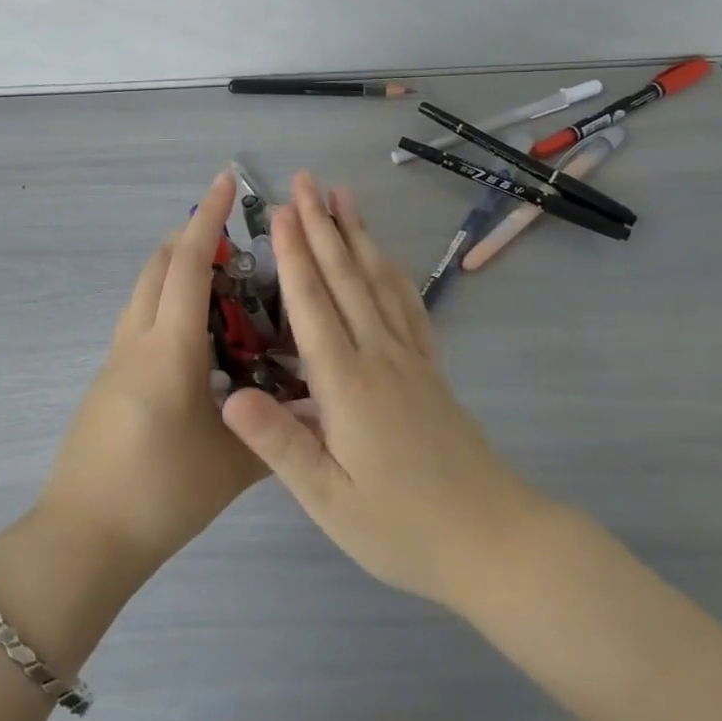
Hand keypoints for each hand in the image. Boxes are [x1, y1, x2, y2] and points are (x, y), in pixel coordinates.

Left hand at [38, 171, 264, 581]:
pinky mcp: (108, 379)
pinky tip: (197, 337)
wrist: (83, 539)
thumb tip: (322, 411)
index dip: (208, 219)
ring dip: (175, 268)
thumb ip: (280, 432)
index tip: (226, 182)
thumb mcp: (232, 466)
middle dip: (192, 236)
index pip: (188, 266)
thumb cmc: (160, 496)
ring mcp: (115, 359)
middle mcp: (137, 341)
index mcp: (169, 350)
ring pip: (144, 291)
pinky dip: (166, 302)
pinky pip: (139, 319)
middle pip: (158, 266)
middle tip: (234, 234)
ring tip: (221, 280)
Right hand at [221, 172, 543, 605]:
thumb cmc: (401, 526)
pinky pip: (409, 306)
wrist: (493, 540)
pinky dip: (392, 272)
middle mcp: (379, 355)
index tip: (281, 210)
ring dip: (357, 235)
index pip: (312, 304)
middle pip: (346, 277)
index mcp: (347, 383)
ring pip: (378, 281)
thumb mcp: (329, 499)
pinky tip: (386, 256)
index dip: (294, 254)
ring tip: (343, 196)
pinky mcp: (430, 369)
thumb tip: (228, 396)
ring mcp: (410, 357)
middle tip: (306, 180)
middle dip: (322, 225)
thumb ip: (278, 444)